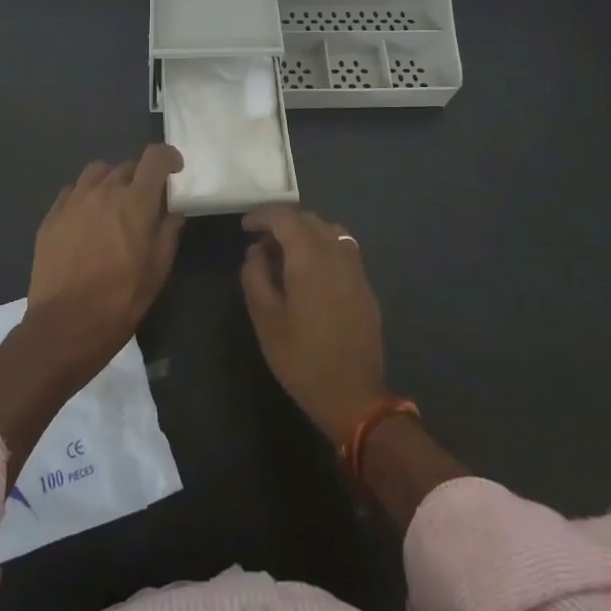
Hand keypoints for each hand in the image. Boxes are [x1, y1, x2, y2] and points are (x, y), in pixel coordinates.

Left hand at [23, 144, 185, 387]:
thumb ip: (168, 233)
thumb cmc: (120, 300)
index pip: (155, 157)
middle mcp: (104, 191)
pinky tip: (86, 219)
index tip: (174, 169)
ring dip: (111, 181)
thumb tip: (172, 213)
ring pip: (97, 172)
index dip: (168, 157)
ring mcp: (73, 201)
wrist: (64, 326)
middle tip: (144, 201)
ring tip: (113, 204)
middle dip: (140, 177)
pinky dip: (85, 196)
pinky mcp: (51, 217)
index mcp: (136, 202)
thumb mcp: (158, 270)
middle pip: (127, 166)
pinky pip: (72, 191)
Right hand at [240, 207, 387, 444]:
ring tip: (286, 256)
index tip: (245, 226)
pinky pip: (342, 249)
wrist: (353, 394)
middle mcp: (336, 251)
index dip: (262, 215)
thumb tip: (256, 251)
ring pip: (328, 230)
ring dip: (305, 233)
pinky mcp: (365, 284)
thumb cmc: (302, 357)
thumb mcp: (265, 318)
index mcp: (310, 255)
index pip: (284, 217)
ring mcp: (355, 267)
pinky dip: (322, 247)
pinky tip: (310, 272)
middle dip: (282, 223)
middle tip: (261, 244)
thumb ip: (255, 275)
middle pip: (308, 219)